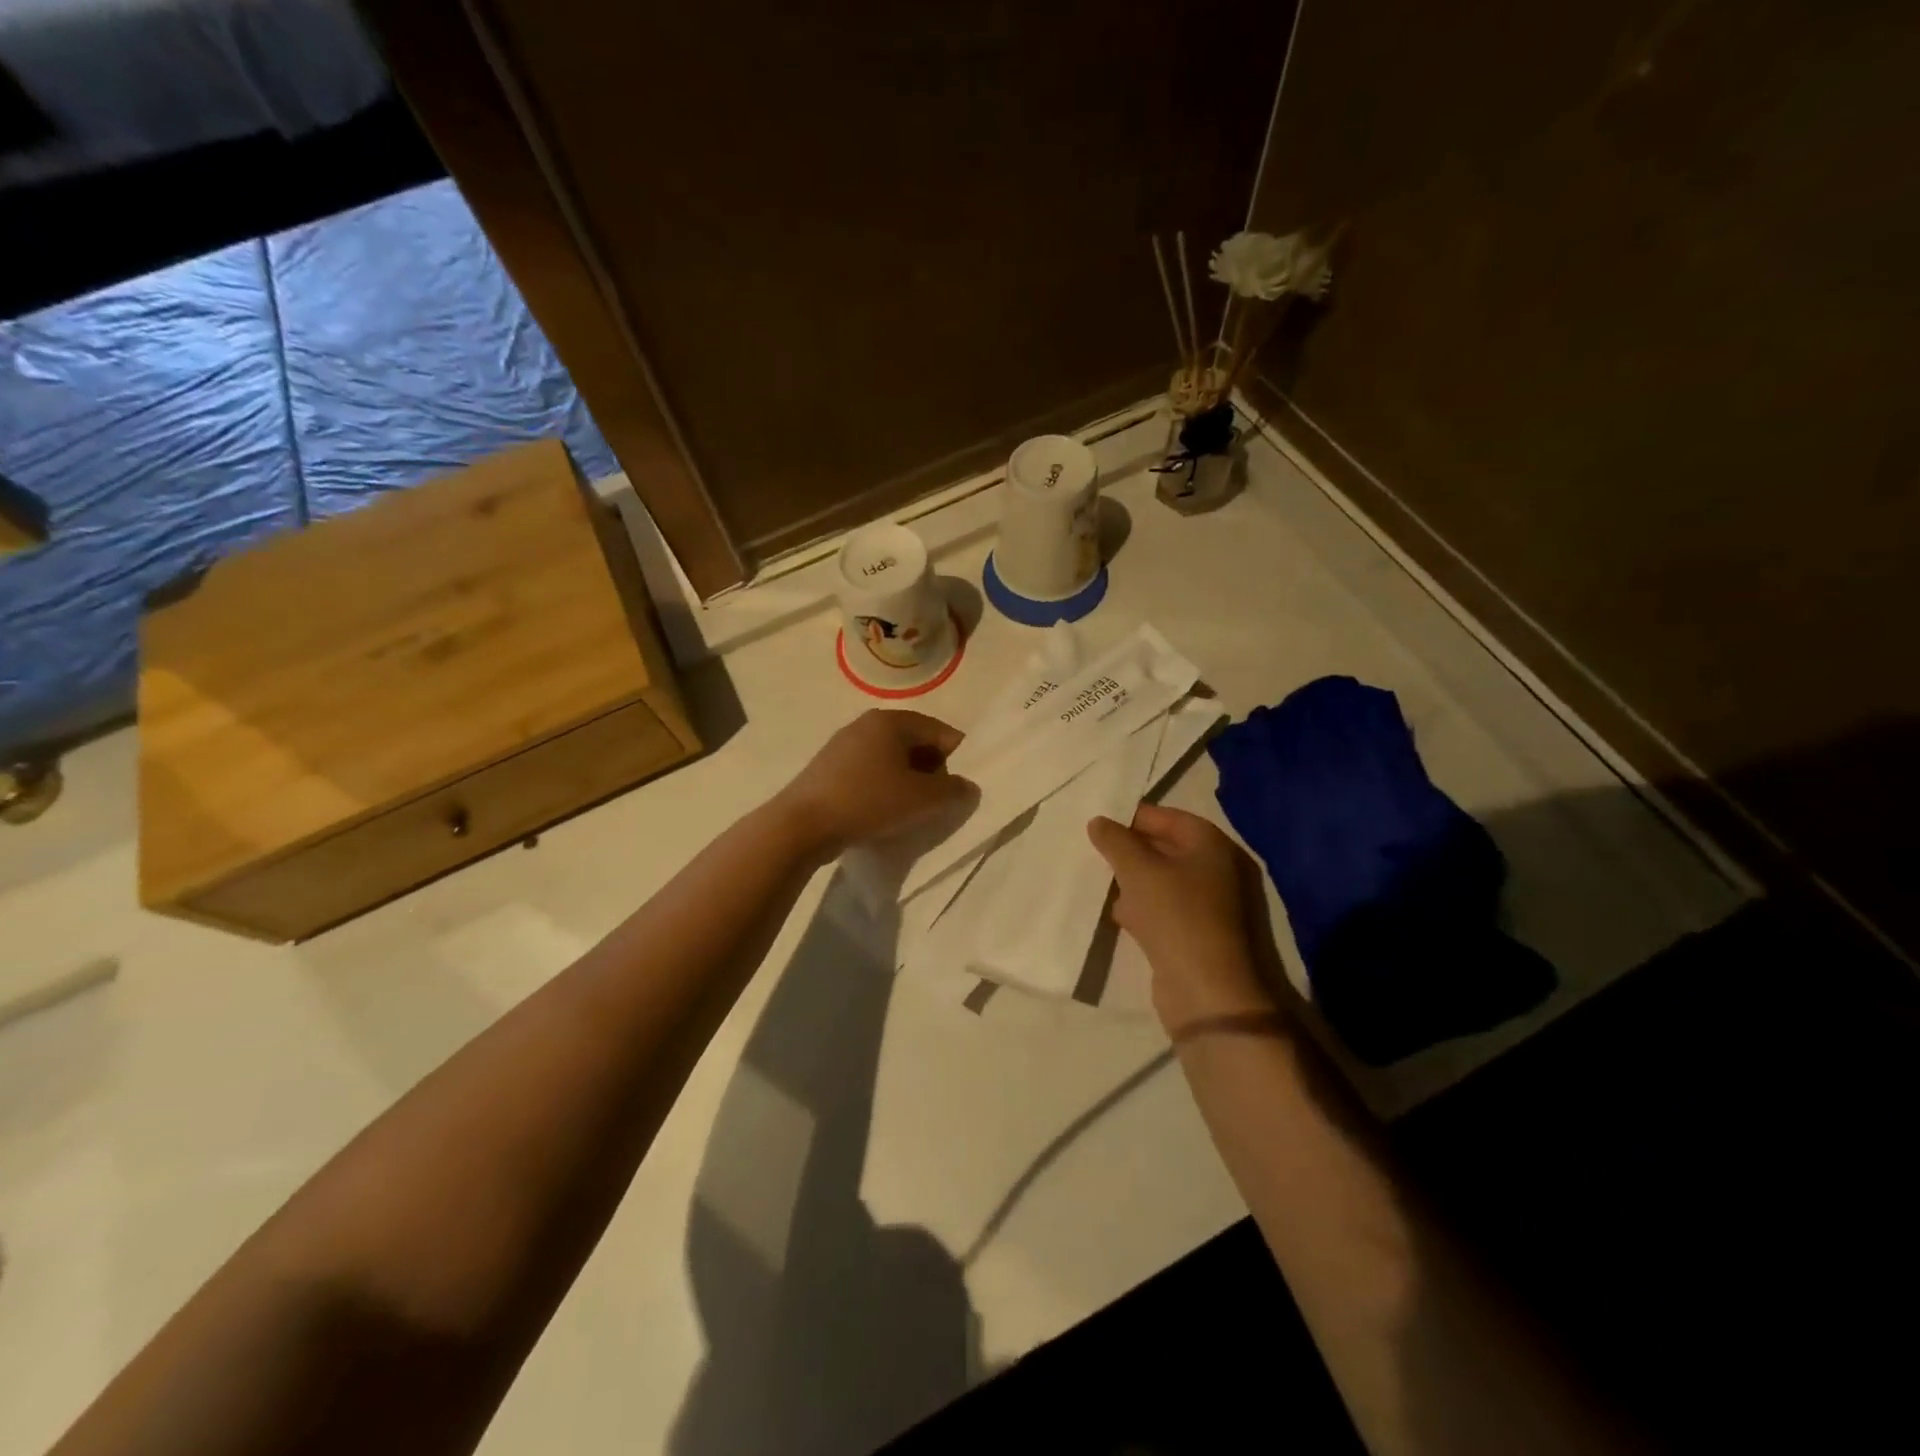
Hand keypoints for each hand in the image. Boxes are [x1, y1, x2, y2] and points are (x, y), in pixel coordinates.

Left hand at [776, 709, 972, 855]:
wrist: (802, 825)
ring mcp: (844, 744)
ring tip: (906, 810)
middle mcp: (867, 724)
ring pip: (891, 759)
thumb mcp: (922, 799)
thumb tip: (967, 786)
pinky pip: (869, 771)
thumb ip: (953, 790)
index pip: (939, 731)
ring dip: (906, 781)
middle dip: (930, 771)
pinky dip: (882, 787)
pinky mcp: (828, 767)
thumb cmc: (869, 801)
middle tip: (932, 802)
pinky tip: (878, 812)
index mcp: (892, 720)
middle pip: (915, 743)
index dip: (955, 758)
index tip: (955, 789)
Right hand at [1087, 804, 1274, 1033]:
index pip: (1168, 817)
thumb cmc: (1175, 915)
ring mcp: (1210, 904)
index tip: (1099, 824)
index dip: (1133, 818)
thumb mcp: (1138, 870)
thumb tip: (1098, 821)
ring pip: (1163, 881)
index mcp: (1211, 845)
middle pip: (1166, 848)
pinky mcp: (1198, 934)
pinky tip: (1117, 915)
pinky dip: (1142, 908)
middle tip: (1095, 852)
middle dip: (1130, 850)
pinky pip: (1165, 910)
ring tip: (1100, 881)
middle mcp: (1216, 869)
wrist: (1207, 991)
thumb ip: (1115, 841)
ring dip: (1133, 881)